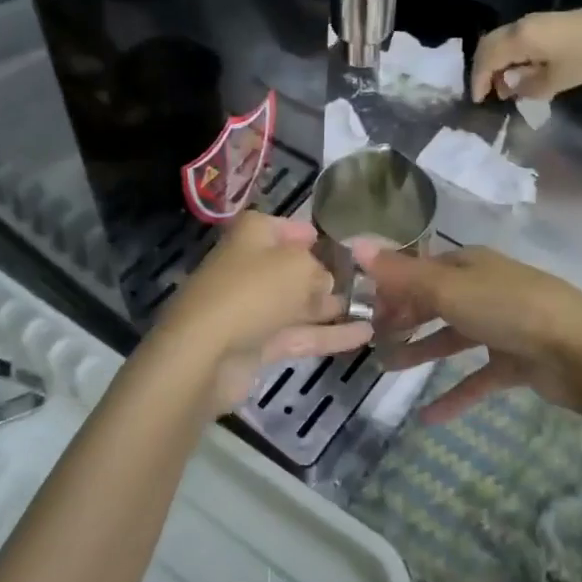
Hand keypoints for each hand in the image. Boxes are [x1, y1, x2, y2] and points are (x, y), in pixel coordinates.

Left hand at [153, 211, 371, 414]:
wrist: (206, 353)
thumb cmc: (254, 291)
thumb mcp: (298, 266)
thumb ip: (319, 271)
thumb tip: (325, 283)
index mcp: (254, 235)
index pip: (286, 227)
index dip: (312, 234)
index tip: (343, 245)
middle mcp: (251, 267)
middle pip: (294, 267)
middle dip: (328, 274)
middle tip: (369, 281)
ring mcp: (253, 308)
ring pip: (299, 304)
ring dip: (333, 307)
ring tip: (376, 308)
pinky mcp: (257, 344)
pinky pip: (299, 334)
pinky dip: (329, 334)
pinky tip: (366, 334)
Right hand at [350, 242, 581, 423]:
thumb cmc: (510, 310)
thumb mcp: (449, 290)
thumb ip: (401, 274)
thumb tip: (355, 244)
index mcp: (471, 264)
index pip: (423, 269)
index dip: (394, 285)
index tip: (365, 305)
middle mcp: (486, 289)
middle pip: (437, 301)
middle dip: (405, 316)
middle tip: (373, 337)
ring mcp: (504, 326)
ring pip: (454, 337)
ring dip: (422, 351)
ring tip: (388, 368)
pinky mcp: (517, 361)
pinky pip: (478, 377)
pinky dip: (454, 395)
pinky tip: (428, 417)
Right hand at [470, 2, 581, 102]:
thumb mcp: (558, 80)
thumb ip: (527, 86)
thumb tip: (509, 86)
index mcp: (519, 39)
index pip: (486, 59)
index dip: (479, 81)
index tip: (479, 101)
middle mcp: (519, 26)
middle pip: (487, 46)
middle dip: (482, 71)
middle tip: (487, 94)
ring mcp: (530, 22)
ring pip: (499, 42)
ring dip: (496, 64)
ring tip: (506, 88)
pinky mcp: (542, 24)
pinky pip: (512, 40)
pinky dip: (508, 57)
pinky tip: (520, 72)